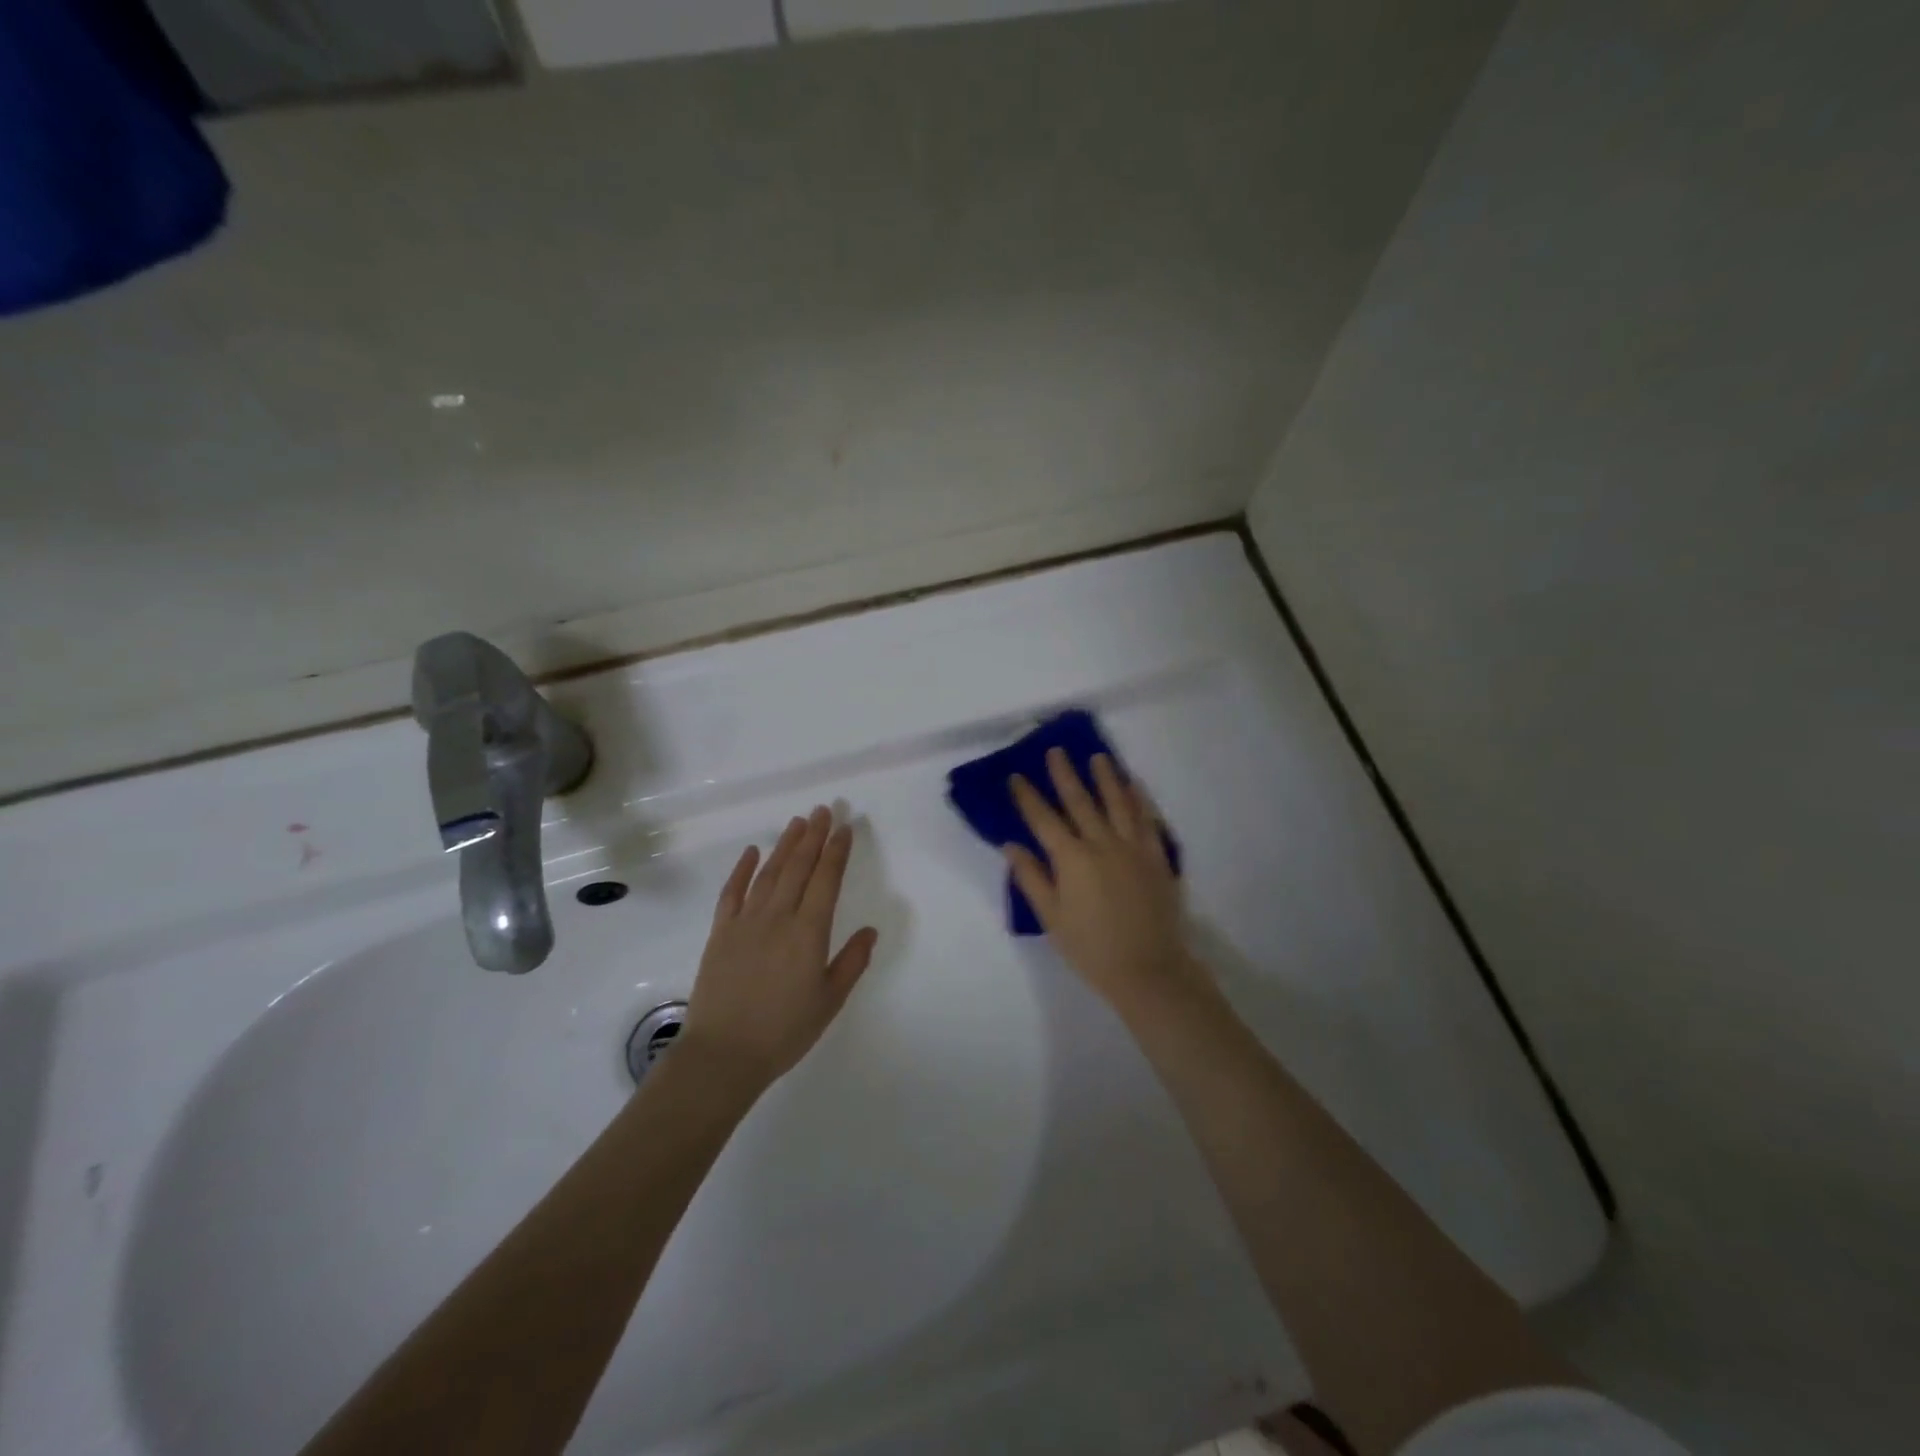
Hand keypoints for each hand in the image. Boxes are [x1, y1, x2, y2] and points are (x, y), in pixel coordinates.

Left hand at [681, 807, 879, 1089]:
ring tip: (798, 822)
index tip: (844, 828)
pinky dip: (743, 869)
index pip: (826, 880)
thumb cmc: (784, 1031)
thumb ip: (851, 962)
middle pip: (799, 867)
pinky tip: (752, 852)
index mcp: (808, 932)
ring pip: (770, 873)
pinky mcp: (721, 933)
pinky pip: (732, 892)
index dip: (836, 851)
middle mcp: (778, 917)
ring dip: (785, 845)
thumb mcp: (829, 1001)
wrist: (723, 1055)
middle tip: (824, 810)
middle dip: (814, 836)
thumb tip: (870, 930)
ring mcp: (746, 922)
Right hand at [1007, 750, 1205, 1014]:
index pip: (1044, 819)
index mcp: (1072, 859)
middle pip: (1080, 801)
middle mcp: (1102, 844)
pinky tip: (1133, 785)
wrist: (1148, 969)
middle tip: (1056, 751)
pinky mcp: (1157, 857)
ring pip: (1117, 802)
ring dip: (1106, 777)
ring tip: (1098, 757)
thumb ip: (1032, 878)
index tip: (1016, 776)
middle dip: (1065, 774)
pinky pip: (1147, 820)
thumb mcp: (1051, 918)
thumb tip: (1011, 845)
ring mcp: (1133, 847)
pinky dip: (1139, 799)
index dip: (1028, 797)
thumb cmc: (1091, 948)